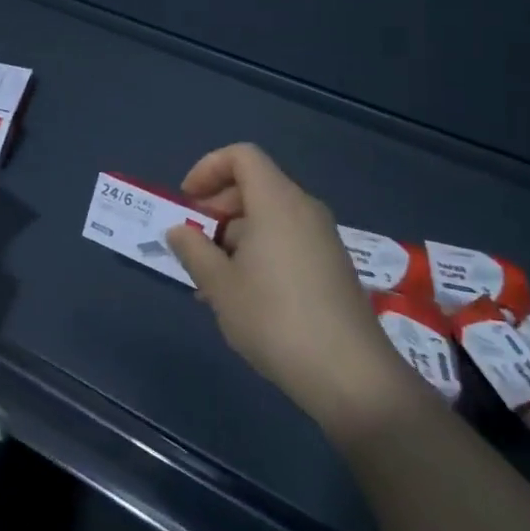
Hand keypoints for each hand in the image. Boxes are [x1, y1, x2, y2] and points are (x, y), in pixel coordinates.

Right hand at [166, 143, 407, 438]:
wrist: (350, 375)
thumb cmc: (274, 319)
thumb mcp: (220, 286)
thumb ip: (193, 250)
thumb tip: (179, 230)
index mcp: (277, 202)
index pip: (242, 156)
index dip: (208, 168)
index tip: (187, 202)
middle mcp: (303, 209)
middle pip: (254, 185)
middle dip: (217, 208)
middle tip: (194, 244)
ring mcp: (322, 238)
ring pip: (269, 217)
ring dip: (234, 237)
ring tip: (211, 281)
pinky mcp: (332, 266)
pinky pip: (287, 240)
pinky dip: (258, 252)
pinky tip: (243, 296)